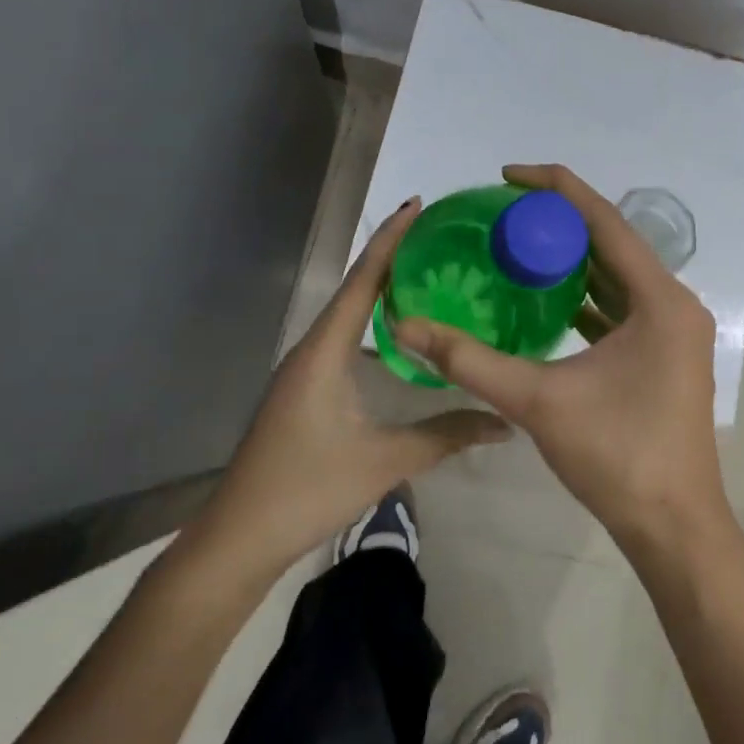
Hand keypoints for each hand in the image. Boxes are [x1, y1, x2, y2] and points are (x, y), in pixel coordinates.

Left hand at [188, 198, 511, 580]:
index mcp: (324, 352)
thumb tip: (503, 422)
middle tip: (438, 238)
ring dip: (381, 291)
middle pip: (354, 289)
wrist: (239, 538)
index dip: (391, 241)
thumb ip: (446, 436)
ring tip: (426, 274)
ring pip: (348, 316)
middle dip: (392, 258)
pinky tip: (398, 335)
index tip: (418, 205)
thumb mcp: (384, 461)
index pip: (362, 281)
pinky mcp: (305, 391)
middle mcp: (311, 350)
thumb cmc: (307, 490)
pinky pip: (344, 340)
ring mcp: (304, 371)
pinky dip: (372, 323)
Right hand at [394, 165, 728, 555]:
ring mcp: (674, 332)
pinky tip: (549, 300)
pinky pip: (624, 308)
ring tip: (520, 246)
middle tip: (505, 213)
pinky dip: (588, 297)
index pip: (604, 221)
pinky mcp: (666, 356)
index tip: (509, 175)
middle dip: (560, 223)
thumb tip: (408, 327)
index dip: (556, 188)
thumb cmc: (616, 456)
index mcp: (659, 299)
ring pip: (619, 277)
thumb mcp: (538, 402)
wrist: (673, 526)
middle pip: (613, 243)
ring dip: (574, 260)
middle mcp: (674, 304)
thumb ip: (470, 361)